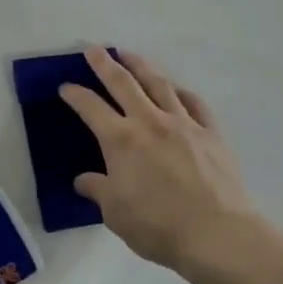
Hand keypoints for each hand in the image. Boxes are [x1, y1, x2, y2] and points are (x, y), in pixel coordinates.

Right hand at [61, 47, 265, 275]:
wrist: (217, 234)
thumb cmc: (157, 225)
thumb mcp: (115, 213)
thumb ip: (98, 190)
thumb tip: (84, 180)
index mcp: (120, 139)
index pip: (90, 107)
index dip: (75, 94)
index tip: (65, 86)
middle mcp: (149, 122)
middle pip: (123, 83)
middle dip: (105, 63)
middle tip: (94, 49)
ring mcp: (183, 124)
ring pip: (159, 84)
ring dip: (141, 66)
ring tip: (130, 54)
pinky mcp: (210, 134)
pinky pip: (194, 104)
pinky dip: (182, 93)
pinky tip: (177, 90)